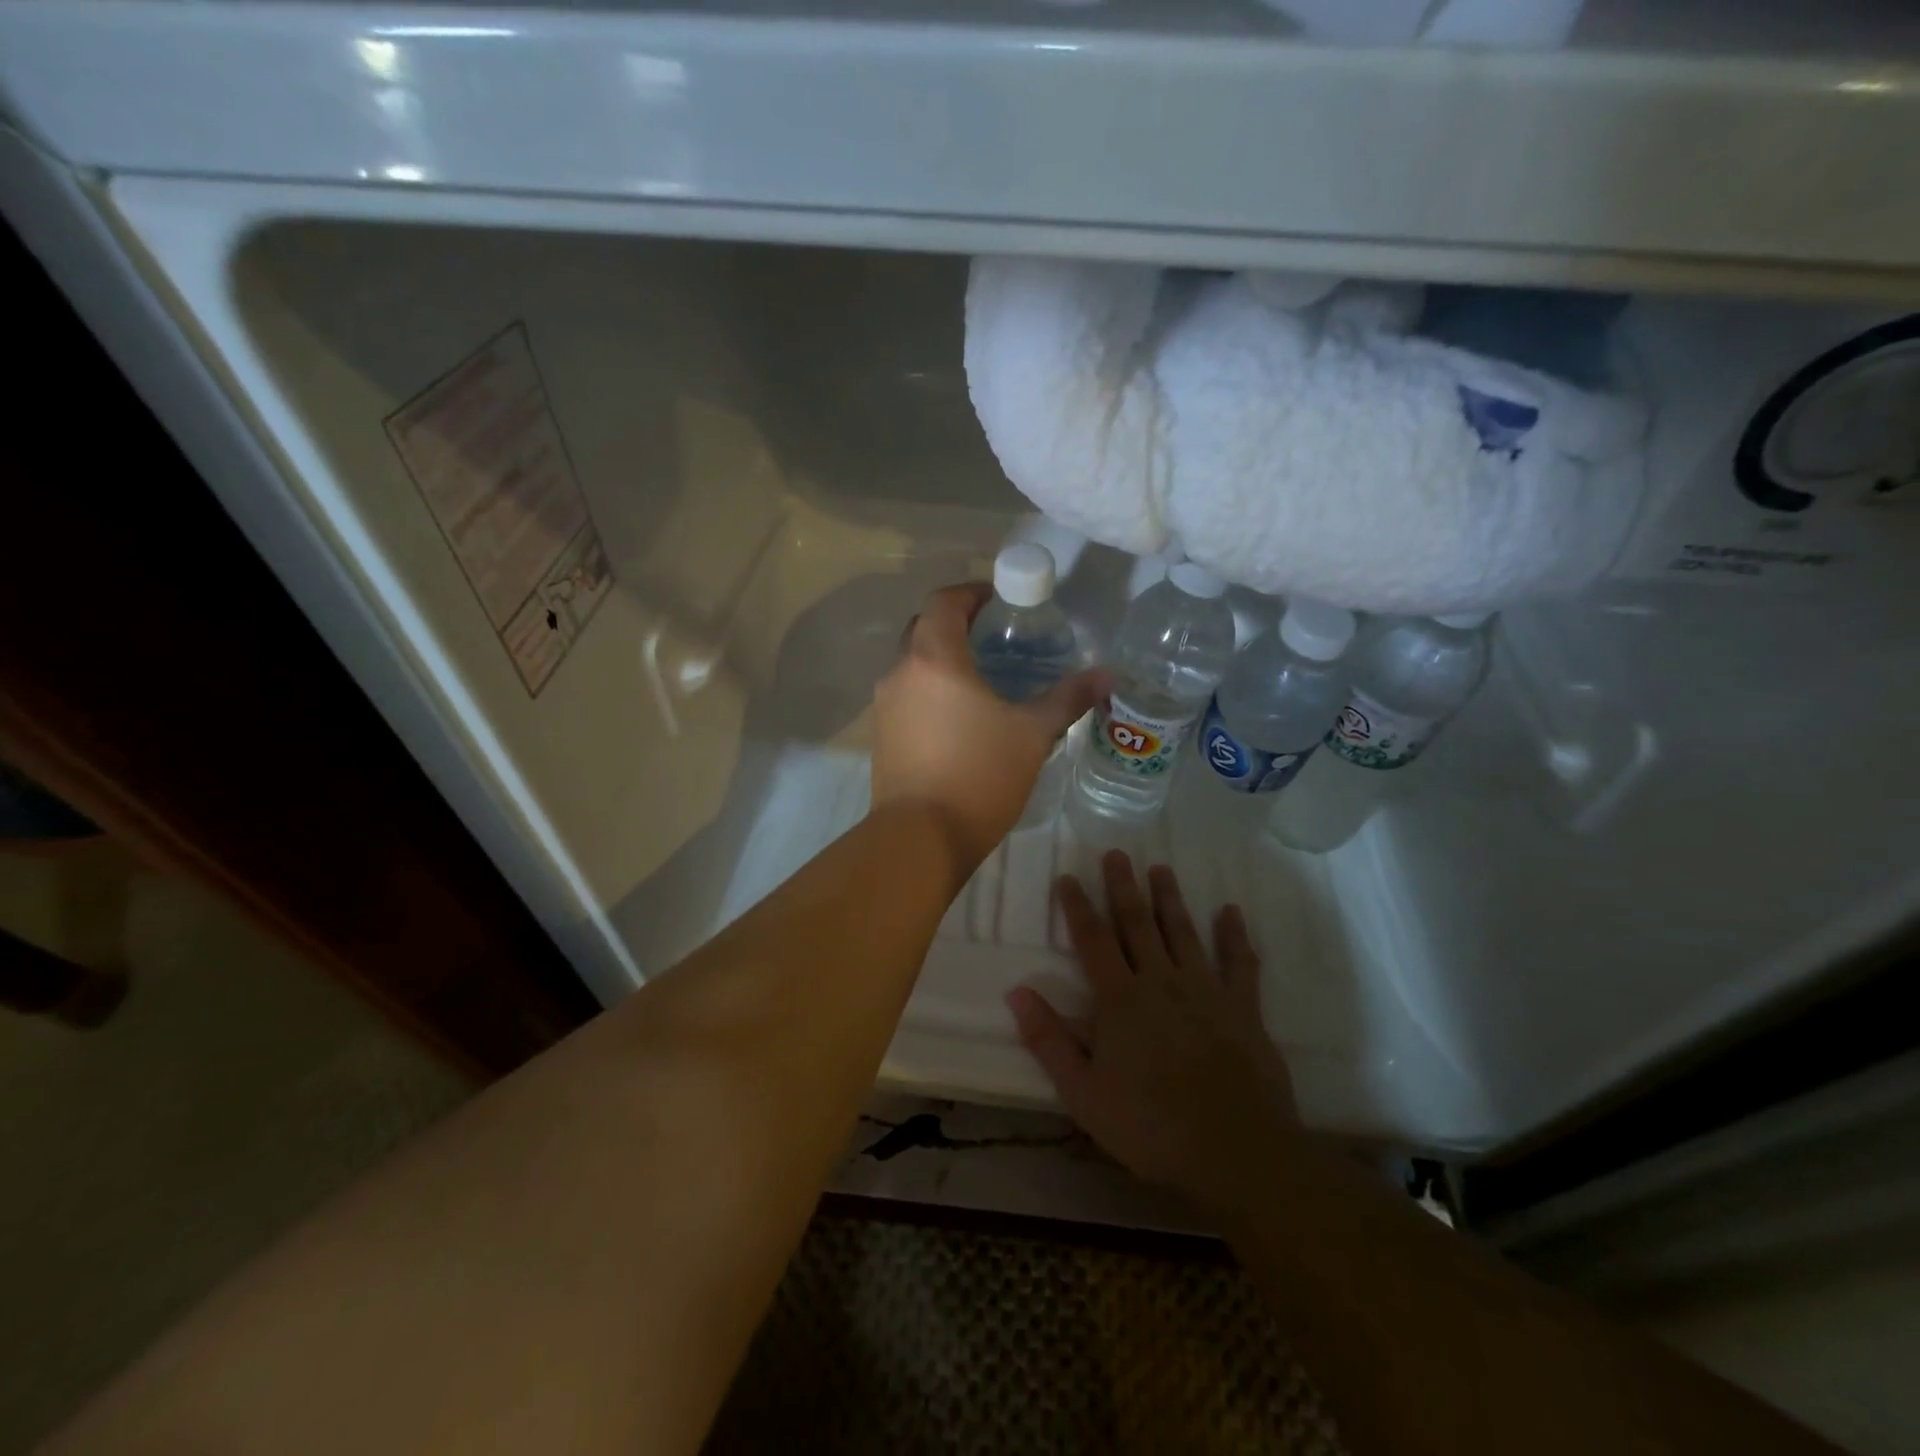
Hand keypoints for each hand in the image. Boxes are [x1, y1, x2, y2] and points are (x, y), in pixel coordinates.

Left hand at [871, 583, 1106, 870]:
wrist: (921, 837)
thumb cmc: (979, 775)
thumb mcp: (1032, 734)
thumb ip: (1067, 698)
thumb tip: (1107, 675)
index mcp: (934, 658)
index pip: (944, 602)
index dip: (972, 593)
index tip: (1000, 601)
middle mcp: (900, 672)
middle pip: (924, 628)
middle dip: (956, 623)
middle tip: (996, 637)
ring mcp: (884, 706)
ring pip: (912, 664)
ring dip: (942, 659)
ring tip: (982, 677)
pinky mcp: (881, 736)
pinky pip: (906, 695)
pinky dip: (930, 689)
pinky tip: (959, 716)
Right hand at [1007, 852, 1300, 1212]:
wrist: (1235, 1153)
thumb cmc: (1150, 1126)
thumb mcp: (1083, 1093)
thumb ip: (1048, 1040)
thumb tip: (1016, 990)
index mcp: (1121, 999)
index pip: (1093, 940)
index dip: (1078, 906)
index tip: (1068, 876)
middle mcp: (1162, 981)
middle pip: (1138, 923)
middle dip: (1124, 887)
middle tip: (1116, 853)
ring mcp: (1206, 990)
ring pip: (1184, 932)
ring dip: (1171, 898)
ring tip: (1161, 868)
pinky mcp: (1243, 1008)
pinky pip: (1239, 962)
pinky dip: (1235, 935)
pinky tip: (1232, 912)